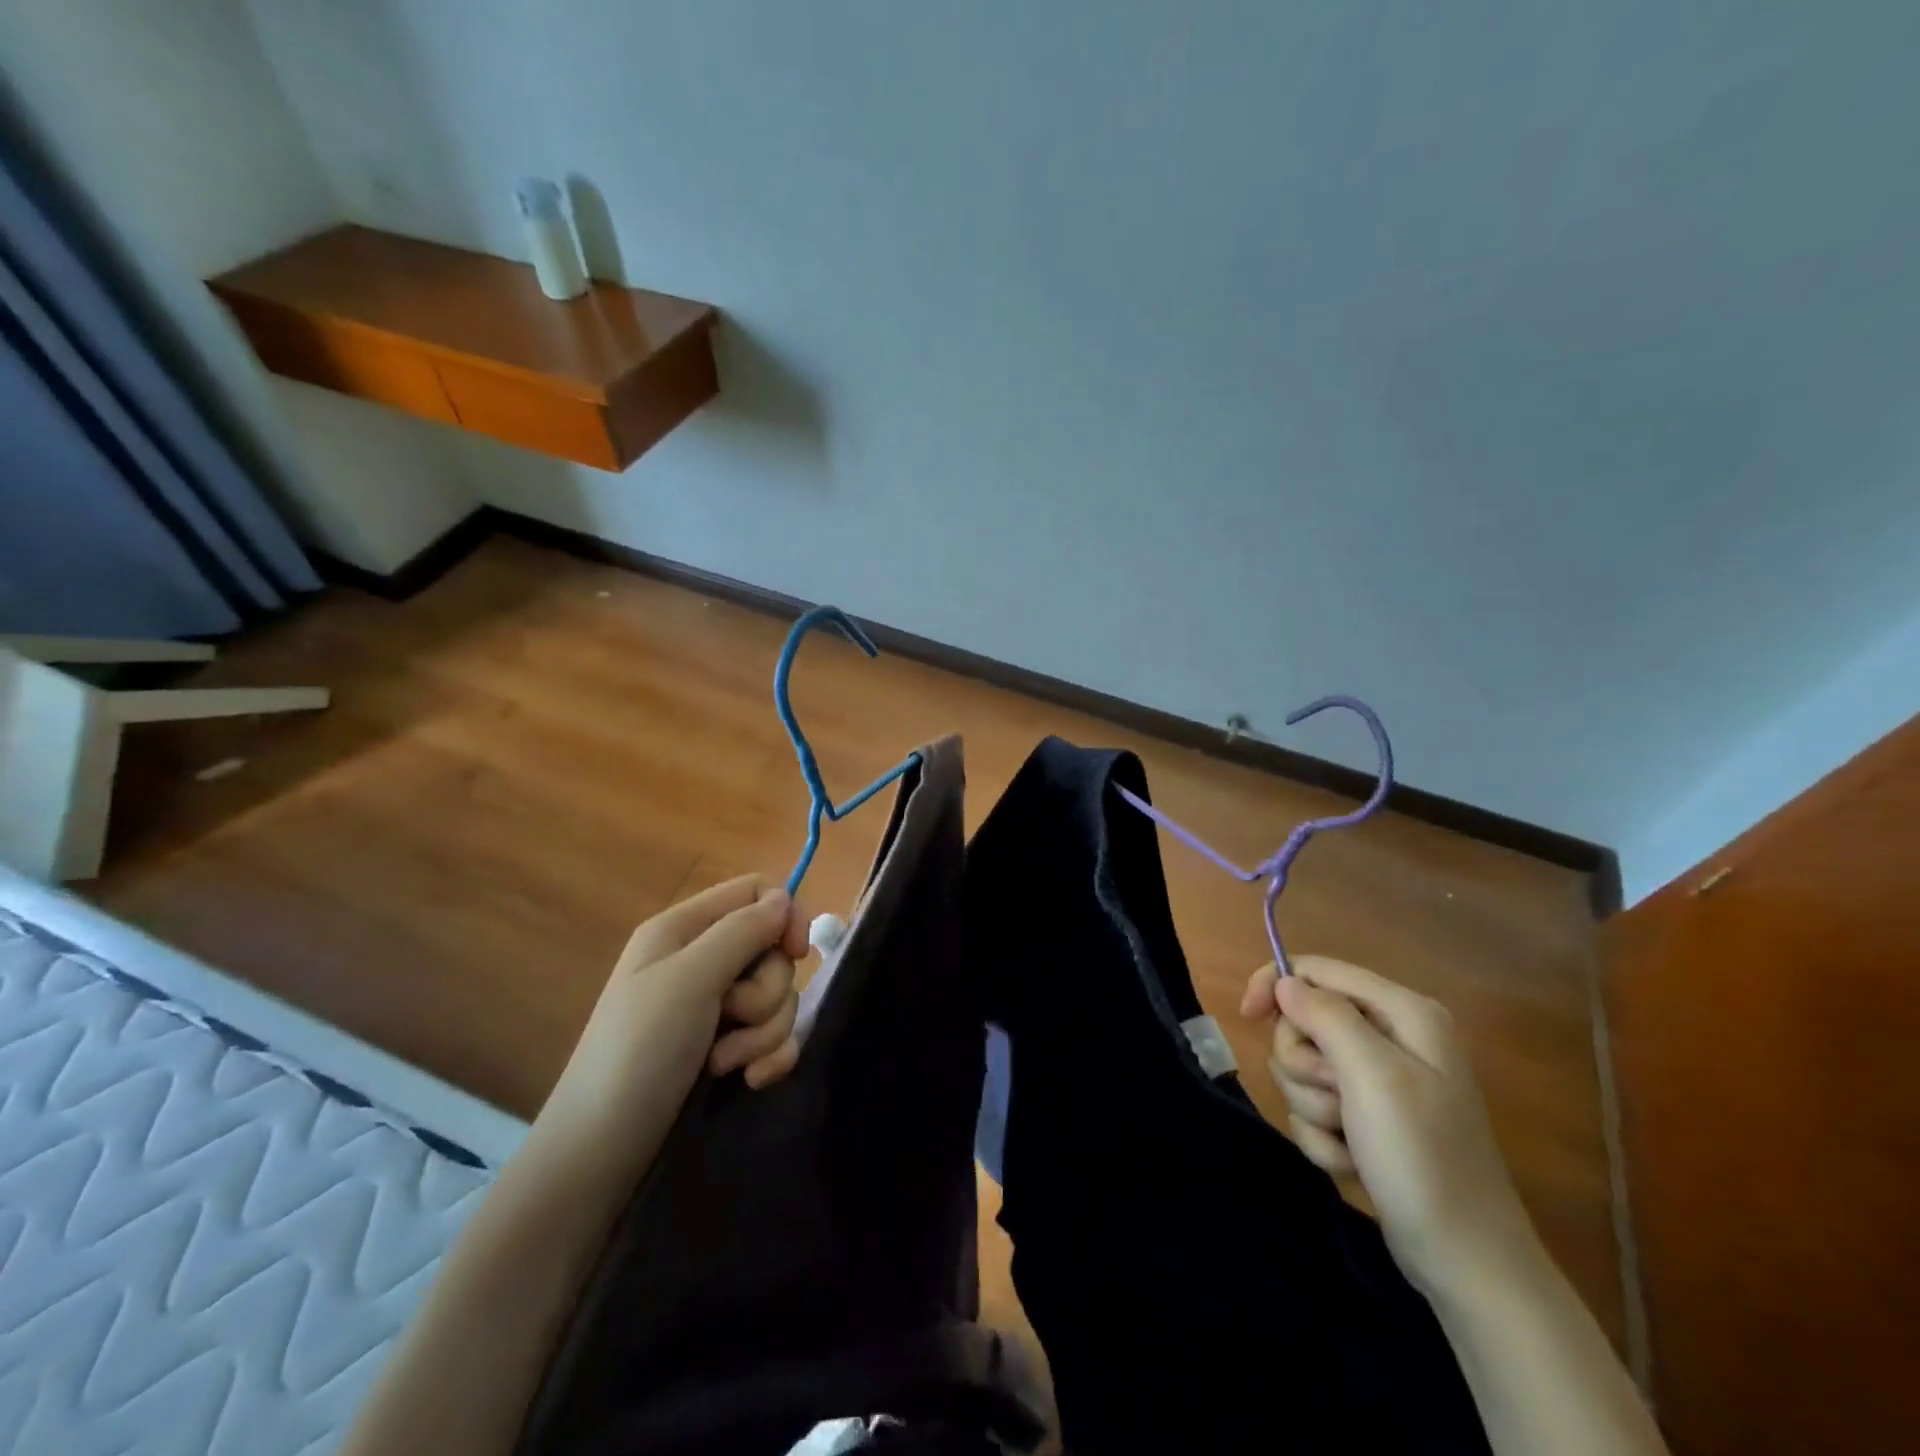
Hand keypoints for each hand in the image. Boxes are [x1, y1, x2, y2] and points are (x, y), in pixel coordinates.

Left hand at [534, 876, 810, 1176]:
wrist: (603, 1150)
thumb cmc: (640, 1050)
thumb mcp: (690, 979)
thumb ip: (742, 931)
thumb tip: (784, 898)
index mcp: (685, 929)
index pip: (754, 891)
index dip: (784, 914)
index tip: (796, 952)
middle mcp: (702, 960)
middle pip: (772, 949)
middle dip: (767, 991)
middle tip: (734, 1017)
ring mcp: (715, 1007)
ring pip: (777, 996)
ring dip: (764, 1031)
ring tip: (727, 1062)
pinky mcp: (728, 1048)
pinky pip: (774, 1035)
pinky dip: (769, 1055)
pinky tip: (750, 1081)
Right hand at [1240, 956, 1536, 1297]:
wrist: (1464, 1261)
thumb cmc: (1422, 1157)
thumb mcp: (1372, 1075)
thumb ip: (1325, 1015)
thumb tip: (1284, 981)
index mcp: (1402, 1012)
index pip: (1316, 970)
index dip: (1275, 985)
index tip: (1248, 1016)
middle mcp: (1390, 1036)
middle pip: (1303, 1021)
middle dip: (1304, 1065)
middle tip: (1334, 1098)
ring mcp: (1378, 1080)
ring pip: (1302, 1067)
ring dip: (1312, 1106)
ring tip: (1348, 1137)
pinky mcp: (1365, 1118)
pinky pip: (1313, 1106)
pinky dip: (1322, 1134)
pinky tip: (1351, 1161)